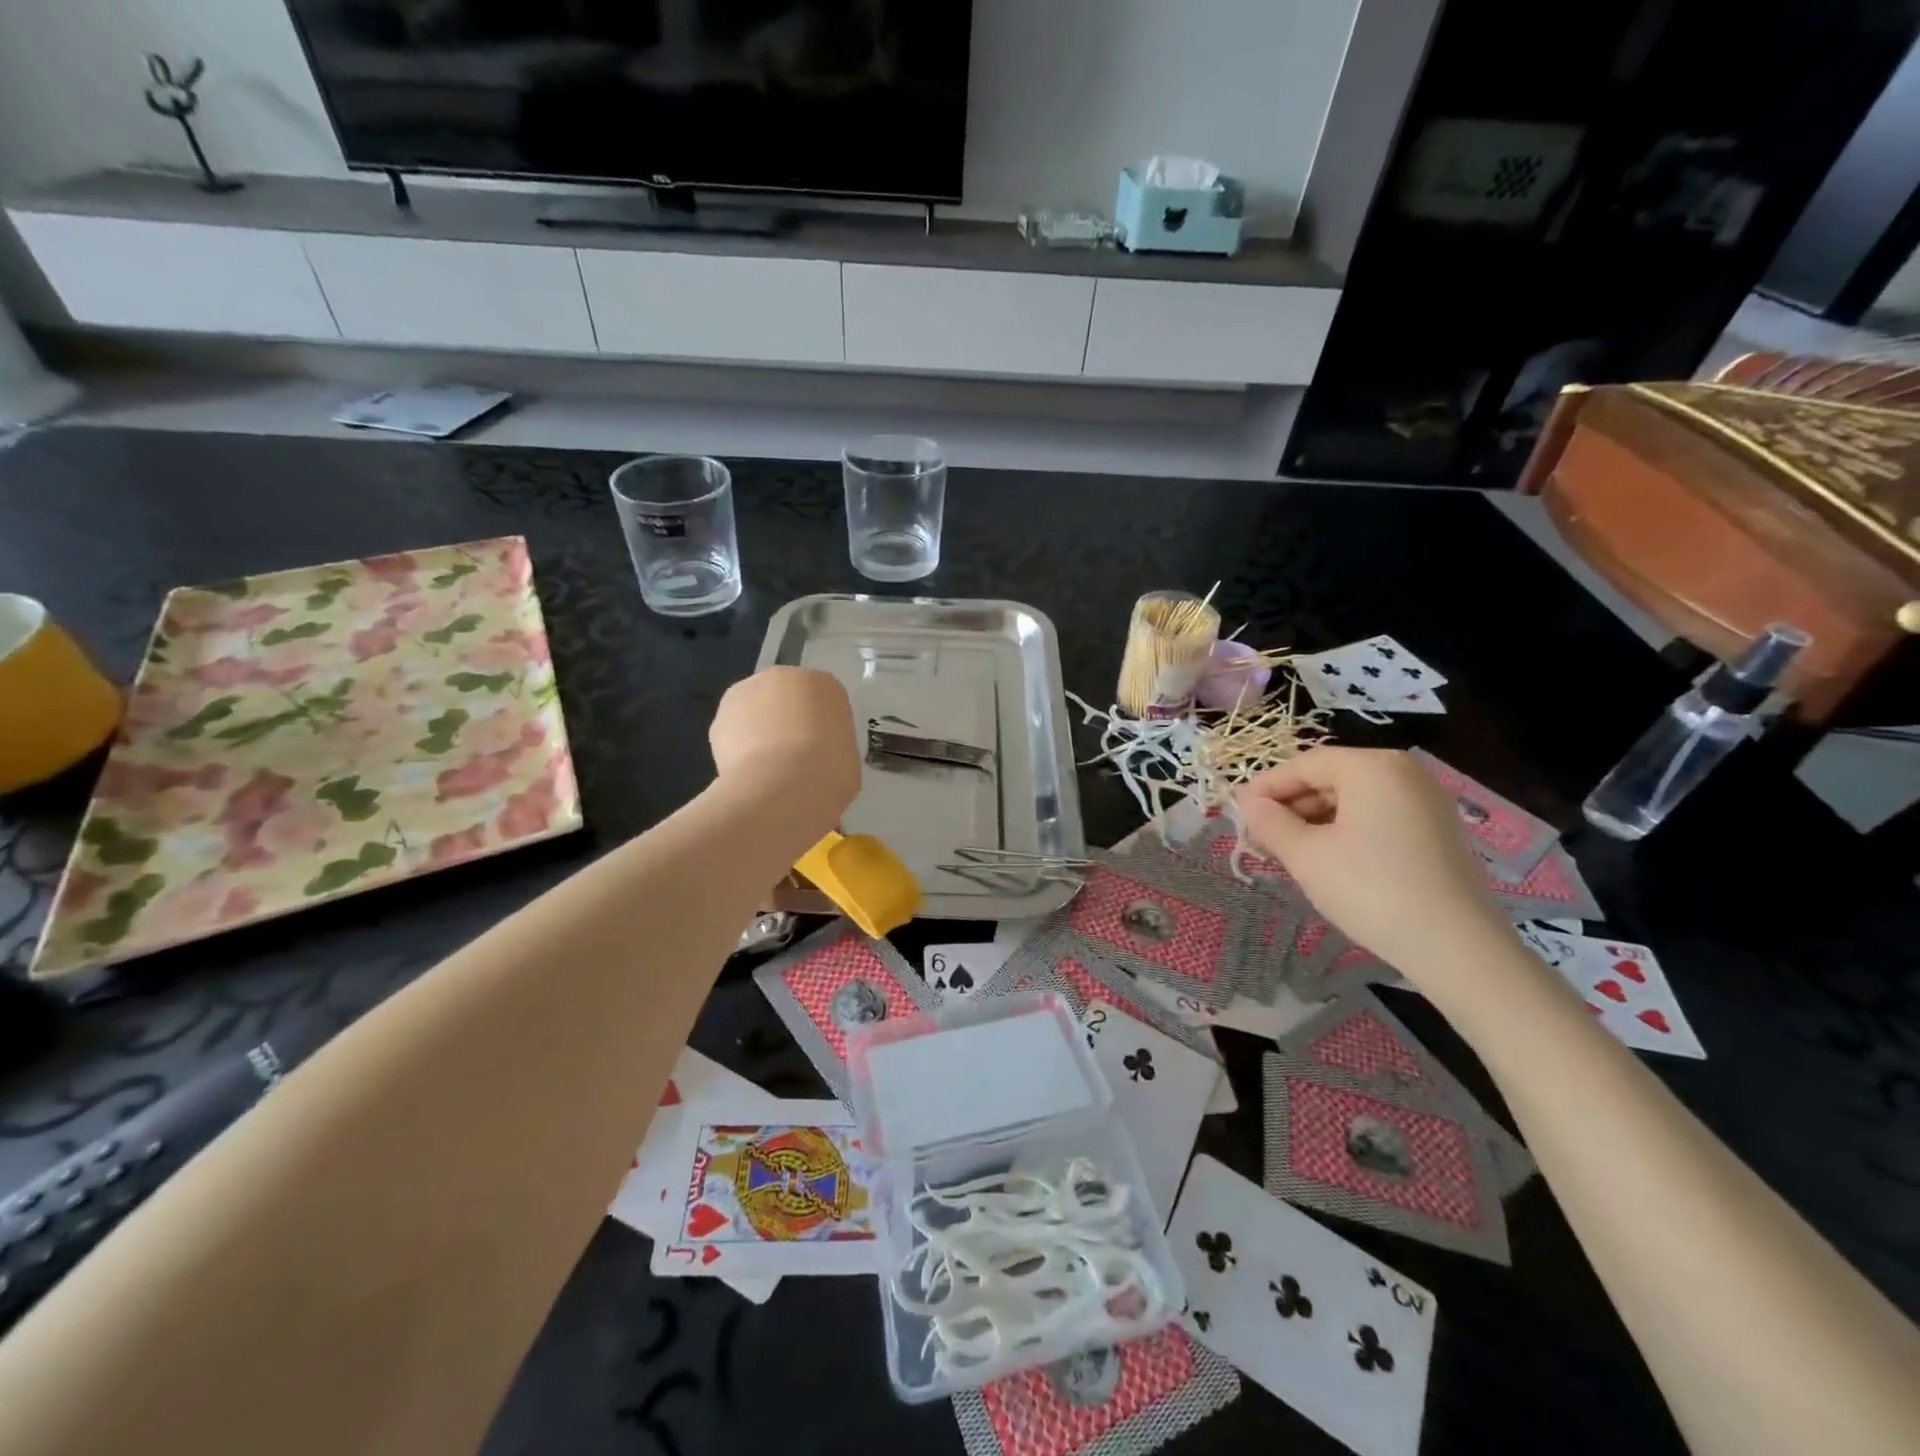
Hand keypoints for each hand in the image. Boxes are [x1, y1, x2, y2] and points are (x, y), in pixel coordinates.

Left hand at [709, 667, 859, 821]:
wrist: (782, 788)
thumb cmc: (829, 772)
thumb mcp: (848, 758)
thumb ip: (831, 746)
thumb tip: (816, 758)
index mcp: (825, 684)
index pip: (823, 700)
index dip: (821, 727)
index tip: (822, 750)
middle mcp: (784, 676)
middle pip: (785, 697)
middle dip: (786, 721)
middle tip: (794, 757)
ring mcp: (746, 692)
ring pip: (755, 711)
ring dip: (759, 731)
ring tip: (768, 770)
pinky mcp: (718, 717)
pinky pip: (734, 732)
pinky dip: (738, 750)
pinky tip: (749, 775)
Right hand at [1235, 746, 1511, 983]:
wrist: (1457, 947)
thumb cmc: (1370, 889)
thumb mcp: (1305, 856)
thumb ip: (1269, 823)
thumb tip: (1248, 804)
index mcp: (1373, 766)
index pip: (1304, 764)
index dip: (1265, 786)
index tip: (1237, 812)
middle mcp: (1405, 773)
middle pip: (1331, 778)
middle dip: (1291, 806)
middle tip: (1260, 836)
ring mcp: (1428, 802)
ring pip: (1355, 800)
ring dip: (1316, 821)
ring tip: (1289, 852)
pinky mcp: (1439, 832)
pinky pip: (1379, 817)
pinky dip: (1347, 831)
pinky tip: (1329, 860)